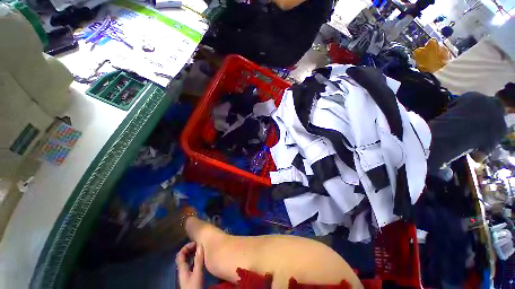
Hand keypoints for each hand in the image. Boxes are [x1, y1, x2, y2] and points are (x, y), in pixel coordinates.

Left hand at [177, 242, 203, 288]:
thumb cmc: (194, 287)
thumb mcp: (197, 274)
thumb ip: (198, 261)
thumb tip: (200, 246)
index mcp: (182, 268)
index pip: (180, 254)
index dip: (186, 246)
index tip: (196, 243)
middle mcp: (183, 269)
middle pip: (183, 256)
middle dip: (190, 249)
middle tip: (199, 245)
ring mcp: (186, 273)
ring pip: (187, 260)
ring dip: (193, 254)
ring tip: (201, 250)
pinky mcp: (190, 277)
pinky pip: (191, 264)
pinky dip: (195, 259)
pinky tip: (201, 259)